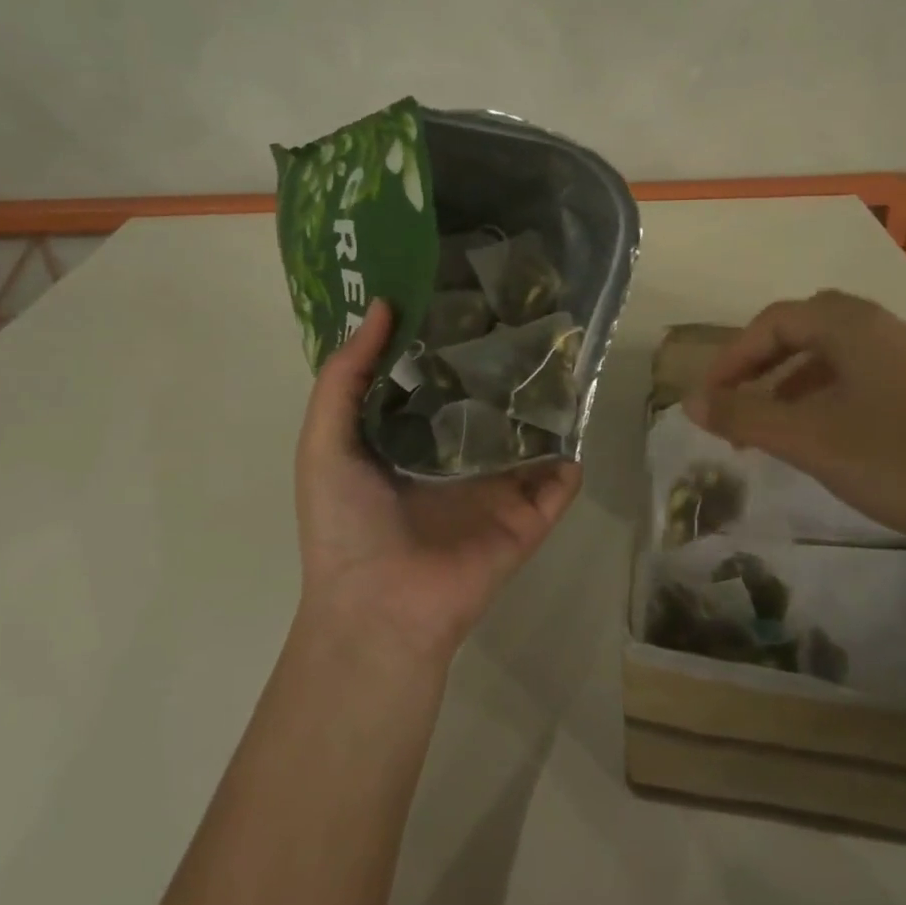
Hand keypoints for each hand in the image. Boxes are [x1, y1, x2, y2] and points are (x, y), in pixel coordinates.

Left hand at [294, 301, 581, 662]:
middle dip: (505, 370)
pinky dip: (571, 458)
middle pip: (489, 406)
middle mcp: (455, 462)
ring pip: (530, 440)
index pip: (437, 384)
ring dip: (547, 408)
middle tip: (528, 317)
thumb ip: (345, 376)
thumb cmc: (345, 523)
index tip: (469, 297)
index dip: (449, 344)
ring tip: (567, 358)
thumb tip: (384, 306)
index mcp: (409, 443)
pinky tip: (580, 419)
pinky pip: (558, 484)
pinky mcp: (526, 520)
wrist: (379, 608)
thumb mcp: (325, 441)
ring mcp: (495, 491)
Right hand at [684, 290, 905, 556]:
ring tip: (780, 426)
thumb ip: (745, 418)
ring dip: (799, 381)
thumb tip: (689, 401)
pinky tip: (837, 438)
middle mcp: (892, 331)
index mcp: (857, 328)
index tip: (710, 397)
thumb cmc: (903, 462)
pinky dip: (837, 396)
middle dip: (766, 362)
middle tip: (743, 402)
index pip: (777, 319)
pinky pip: (873, 378)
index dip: (734, 354)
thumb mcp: (811, 441)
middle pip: (811, 327)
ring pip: (844, 355)